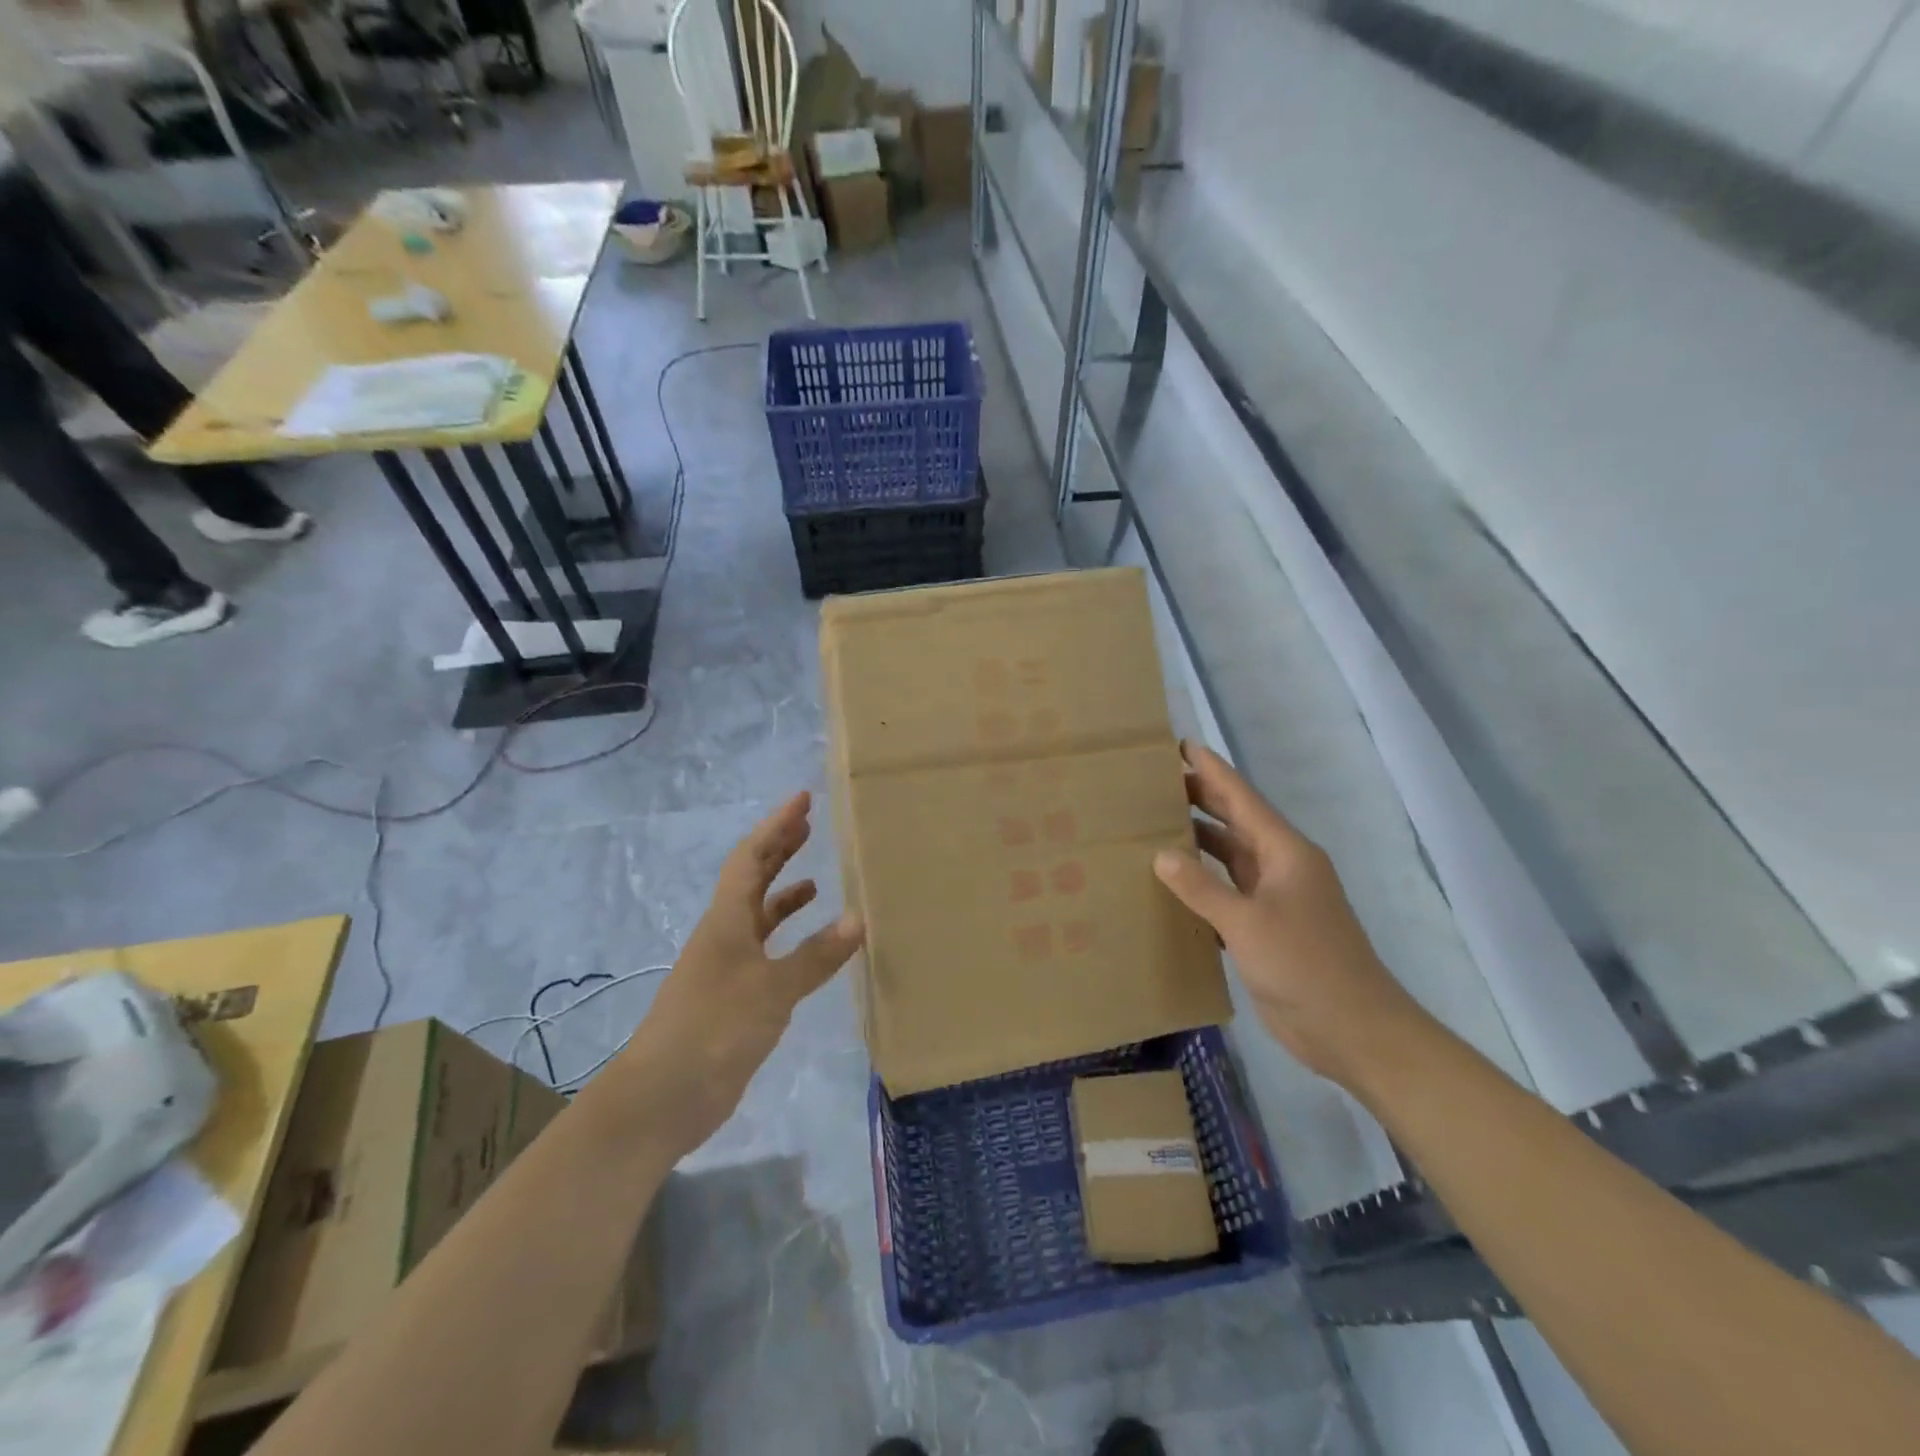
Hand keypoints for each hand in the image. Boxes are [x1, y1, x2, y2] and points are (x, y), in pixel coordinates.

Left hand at [613, 793, 862, 1157]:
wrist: (662, 1097)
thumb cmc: (714, 1029)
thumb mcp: (772, 989)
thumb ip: (815, 956)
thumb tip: (859, 918)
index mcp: (726, 920)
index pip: (752, 857)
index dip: (776, 826)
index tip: (803, 800)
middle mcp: (724, 935)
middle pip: (751, 879)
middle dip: (779, 849)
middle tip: (808, 826)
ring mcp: (727, 967)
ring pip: (758, 917)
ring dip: (783, 894)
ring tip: (815, 881)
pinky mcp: (734, 998)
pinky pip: (766, 953)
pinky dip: (788, 941)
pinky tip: (810, 948)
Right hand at [1153, 743, 1421, 1087]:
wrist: (1353, 1029)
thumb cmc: (1305, 965)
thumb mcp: (1247, 922)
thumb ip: (1202, 887)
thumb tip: (1161, 854)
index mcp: (1286, 853)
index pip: (1243, 799)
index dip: (1213, 771)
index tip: (1182, 745)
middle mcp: (1281, 867)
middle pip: (1236, 822)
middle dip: (1201, 799)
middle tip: (1155, 782)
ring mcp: (1275, 899)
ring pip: (1230, 857)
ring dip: (1199, 841)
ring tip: (1155, 825)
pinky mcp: (1266, 928)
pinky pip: (1228, 892)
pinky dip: (1202, 882)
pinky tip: (1173, 882)